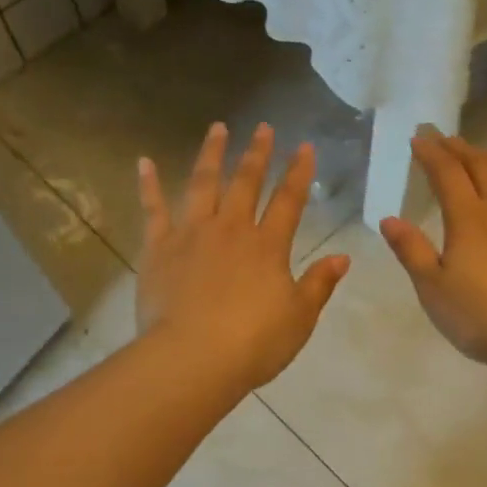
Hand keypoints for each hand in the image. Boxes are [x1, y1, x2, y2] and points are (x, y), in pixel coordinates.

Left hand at [136, 122, 350, 390]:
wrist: (192, 358)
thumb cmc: (253, 343)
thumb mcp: (299, 318)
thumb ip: (319, 284)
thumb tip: (342, 257)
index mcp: (267, 246)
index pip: (288, 201)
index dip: (299, 173)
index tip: (305, 147)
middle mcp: (230, 229)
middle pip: (246, 182)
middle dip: (258, 154)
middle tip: (264, 128)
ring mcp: (191, 234)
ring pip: (203, 184)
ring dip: (212, 154)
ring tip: (218, 128)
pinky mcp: (158, 248)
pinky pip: (153, 209)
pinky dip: (148, 184)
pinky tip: (144, 162)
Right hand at [379, 130, 486, 377]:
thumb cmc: (481, 318)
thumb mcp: (433, 289)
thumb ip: (411, 250)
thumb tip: (389, 219)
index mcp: (469, 217)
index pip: (447, 172)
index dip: (430, 152)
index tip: (418, 139)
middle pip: (480, 164)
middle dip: (459, 148)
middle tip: (444, 139)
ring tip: (481, 155)